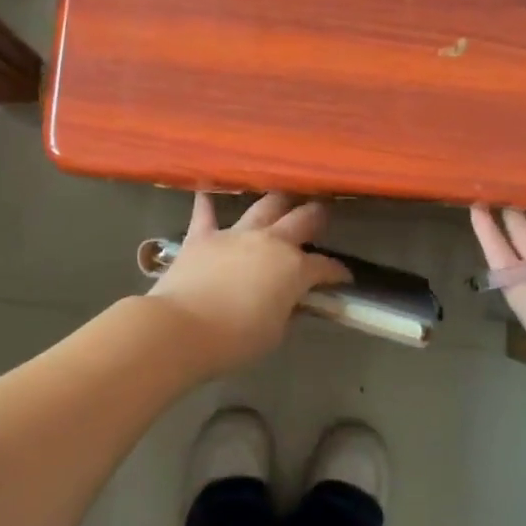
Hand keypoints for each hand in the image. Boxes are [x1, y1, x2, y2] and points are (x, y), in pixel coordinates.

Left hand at [150, 193, 350, 374]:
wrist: (181, 328)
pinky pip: (205, 211)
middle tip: (321, 214)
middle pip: (301, 220)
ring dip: (276, 201)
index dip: (337, 272)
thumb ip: (286, 310)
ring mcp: (235, 234)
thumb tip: (289, 300)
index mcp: (294, 269)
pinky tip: (205, 185)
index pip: (324, 267)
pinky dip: (207, 200)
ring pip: (263, 207)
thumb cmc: (235, 340)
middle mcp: (270, 242)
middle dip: (315, 216)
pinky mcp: (202, 236)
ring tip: (284, 196)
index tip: (344, 277)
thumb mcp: (274, 333)